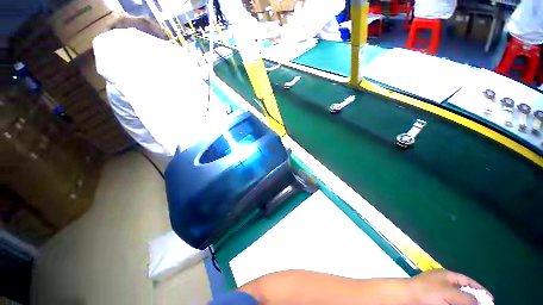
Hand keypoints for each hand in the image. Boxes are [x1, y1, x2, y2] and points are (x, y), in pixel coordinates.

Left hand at [405, 269, 492, 304]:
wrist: (407, 297)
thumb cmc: (428, 291)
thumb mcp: (449, 293)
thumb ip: (467, 297)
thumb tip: (480, 302)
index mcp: (448, 277)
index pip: (468, 281)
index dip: (480, 290)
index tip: (491, 300)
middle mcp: (445, 283)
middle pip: (465, 292)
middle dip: (475, 300)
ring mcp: (440, 293)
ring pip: (458, 299)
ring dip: (467, 303)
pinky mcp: (437, 301)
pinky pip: (451, 302)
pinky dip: (457, 304)